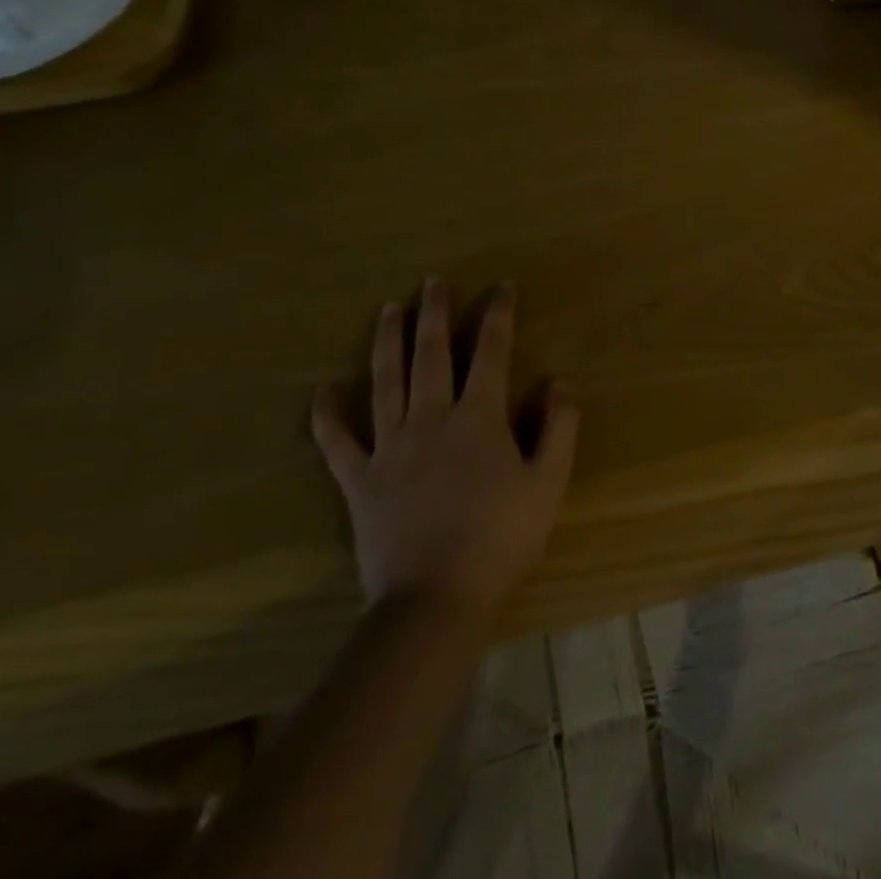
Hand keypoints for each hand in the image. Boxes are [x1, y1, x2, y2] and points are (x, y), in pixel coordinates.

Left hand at [312, 278, 578, 620]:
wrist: (436, 599)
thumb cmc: (501, 538)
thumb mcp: (548, 482)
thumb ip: (558, 427)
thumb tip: (558, 382)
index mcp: (478, 418)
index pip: (490, 352)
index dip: (498, 315)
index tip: (502, 287)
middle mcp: (431, 419)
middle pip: (431, 354)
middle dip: (434, 313)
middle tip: (432, 281)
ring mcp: (389, 448)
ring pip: (385, 381)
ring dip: (387, 341)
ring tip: (387, 309)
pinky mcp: (359, 480)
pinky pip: (336, 442)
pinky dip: (327, 415)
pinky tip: (322, 390)